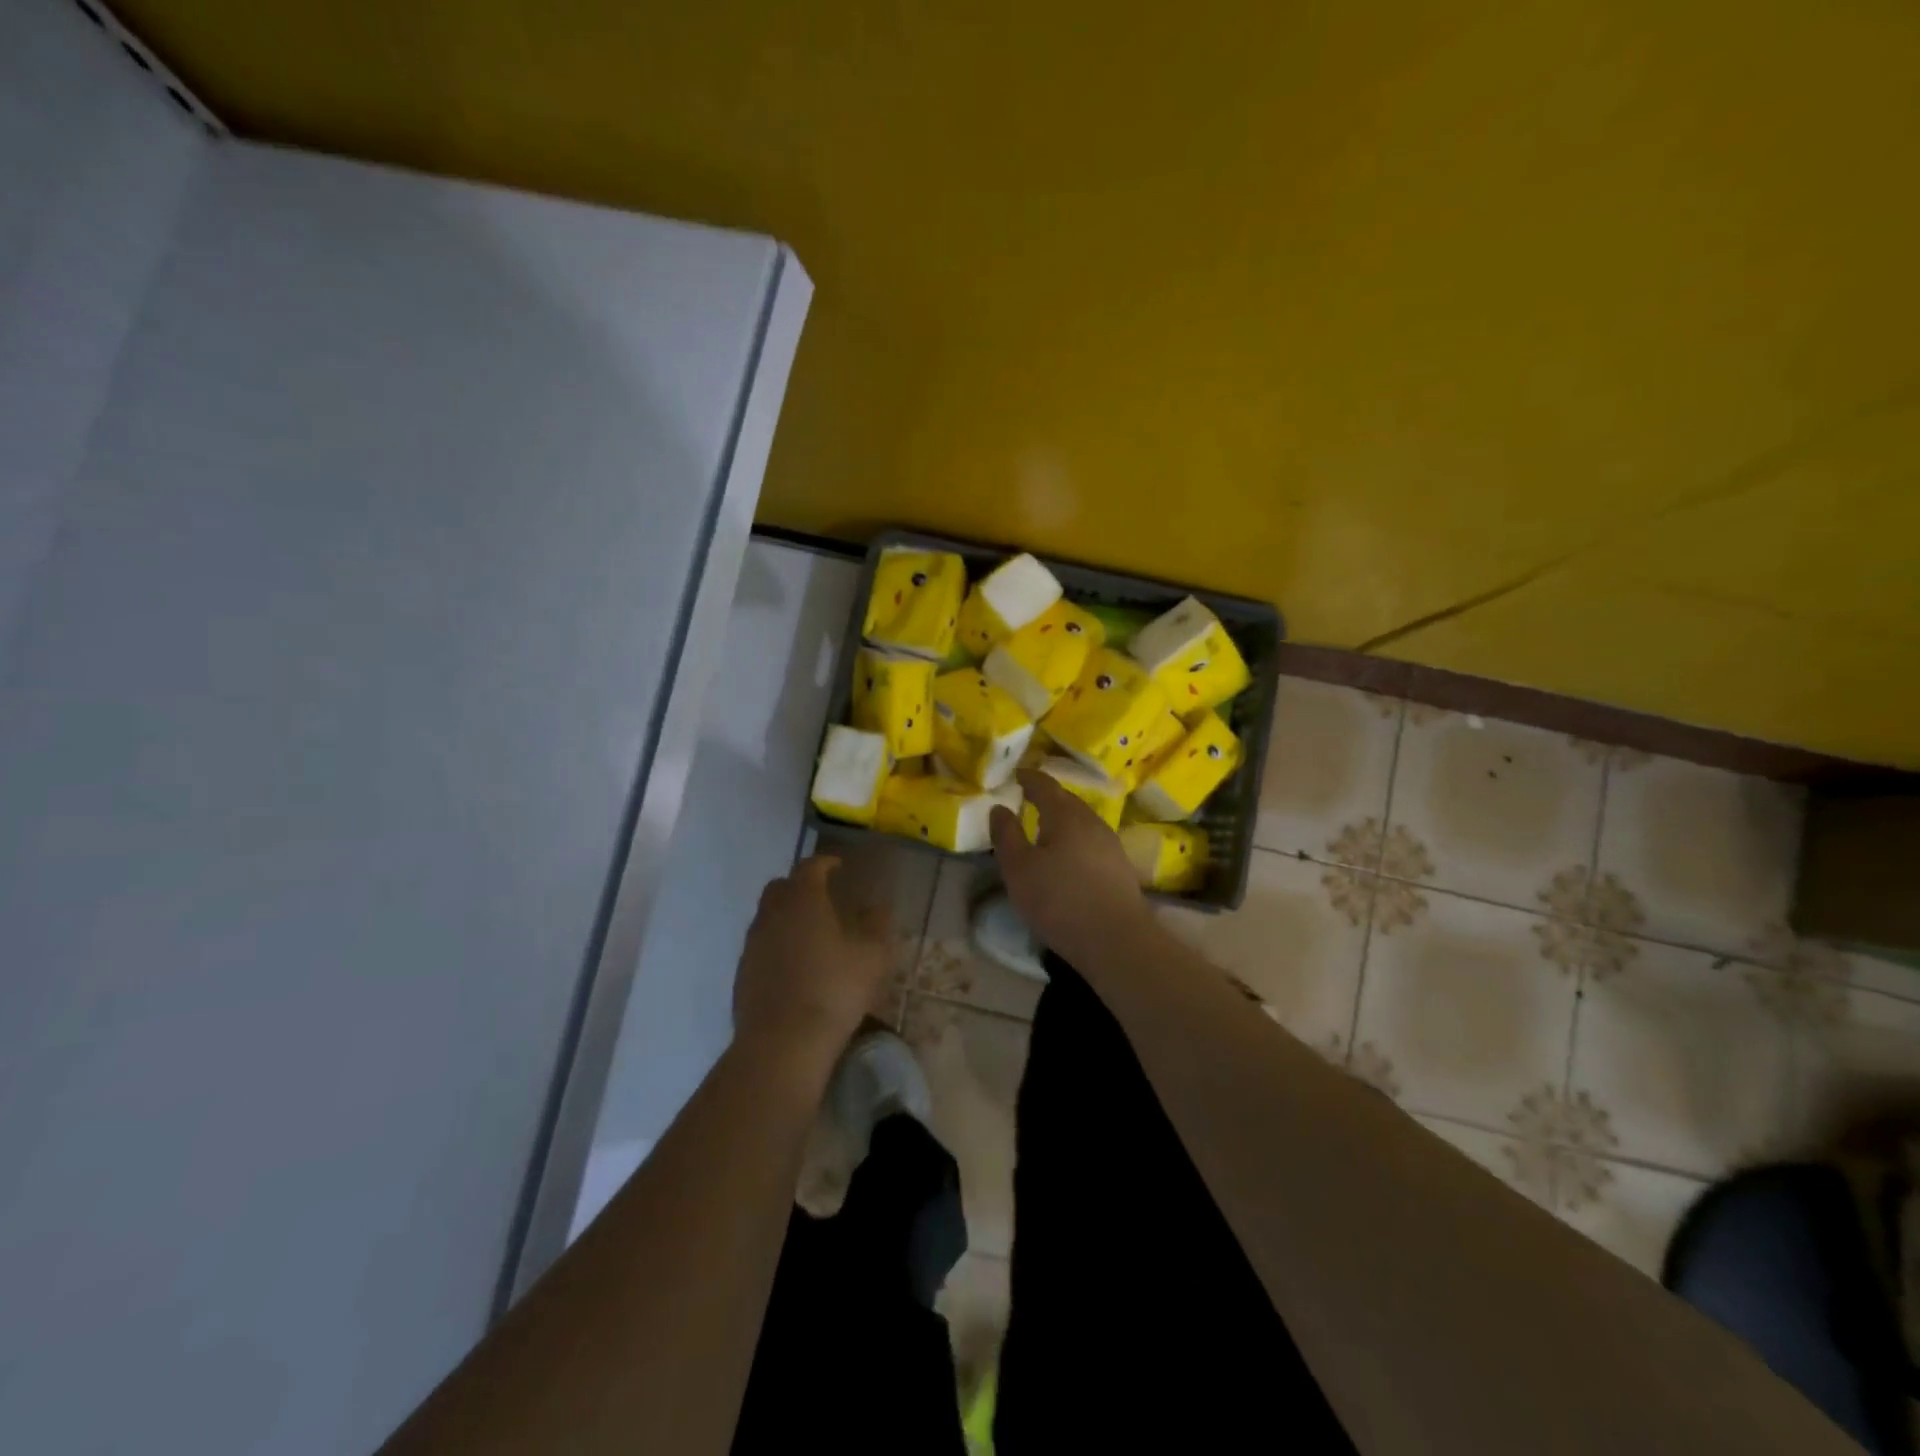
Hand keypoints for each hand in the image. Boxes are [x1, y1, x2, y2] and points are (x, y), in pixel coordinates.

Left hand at [733, 856, 887, 1057]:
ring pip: (767, 916)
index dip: (826, 862)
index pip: (810, 866)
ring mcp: (752, 944)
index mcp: (803, 900)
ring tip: (810, 934)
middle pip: (781, 886)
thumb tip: (879, 905)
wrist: (782, 1042)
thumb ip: (877, 924)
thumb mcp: (872, 957)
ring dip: (786, 916)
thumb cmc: (834, 990)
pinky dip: (776, 945)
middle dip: (800, 885)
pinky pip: (761, 946)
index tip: (839, 866)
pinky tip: (794, 966)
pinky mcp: (742, 973)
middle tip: (823, 897)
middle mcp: (772, 913)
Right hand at [989, 770, 1149, 960]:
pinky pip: (1091, 841)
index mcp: (1065, 814)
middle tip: (1027, 801)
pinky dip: (1075, 840)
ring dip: (1062, 821)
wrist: (1116, 940)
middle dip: (1047, 798)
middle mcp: (1091, 821)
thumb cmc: (1059, 899)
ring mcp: (1110, 844)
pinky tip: (1067, 857)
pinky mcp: (1120, 867)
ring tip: (1044, 830)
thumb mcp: (1018, 869)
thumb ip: (1006, 835)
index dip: (1029, 778)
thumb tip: (998, 807)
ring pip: (1081, 822)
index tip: (1016, 776)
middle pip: (1067, 801)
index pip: (1045, 785)